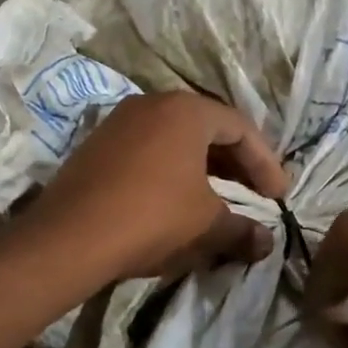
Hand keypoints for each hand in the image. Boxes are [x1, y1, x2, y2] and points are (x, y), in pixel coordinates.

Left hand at [24, 92, 288, 283]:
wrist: (69, 237)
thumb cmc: (152, 217)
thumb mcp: (206, 224)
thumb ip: (241, 230)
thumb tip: (266, 243)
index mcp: (186, 110)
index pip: (240, 129)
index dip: (265, 163)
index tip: (278, 197)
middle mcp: (152, 104)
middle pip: (207, 129)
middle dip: (235, 165)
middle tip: (254, 196)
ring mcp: (119, 122)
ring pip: (175, 140)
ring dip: (203, 170)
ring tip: (219, 201)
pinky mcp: (96, 146)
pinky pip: (147, 151)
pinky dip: (170, 172)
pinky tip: (176, 202)